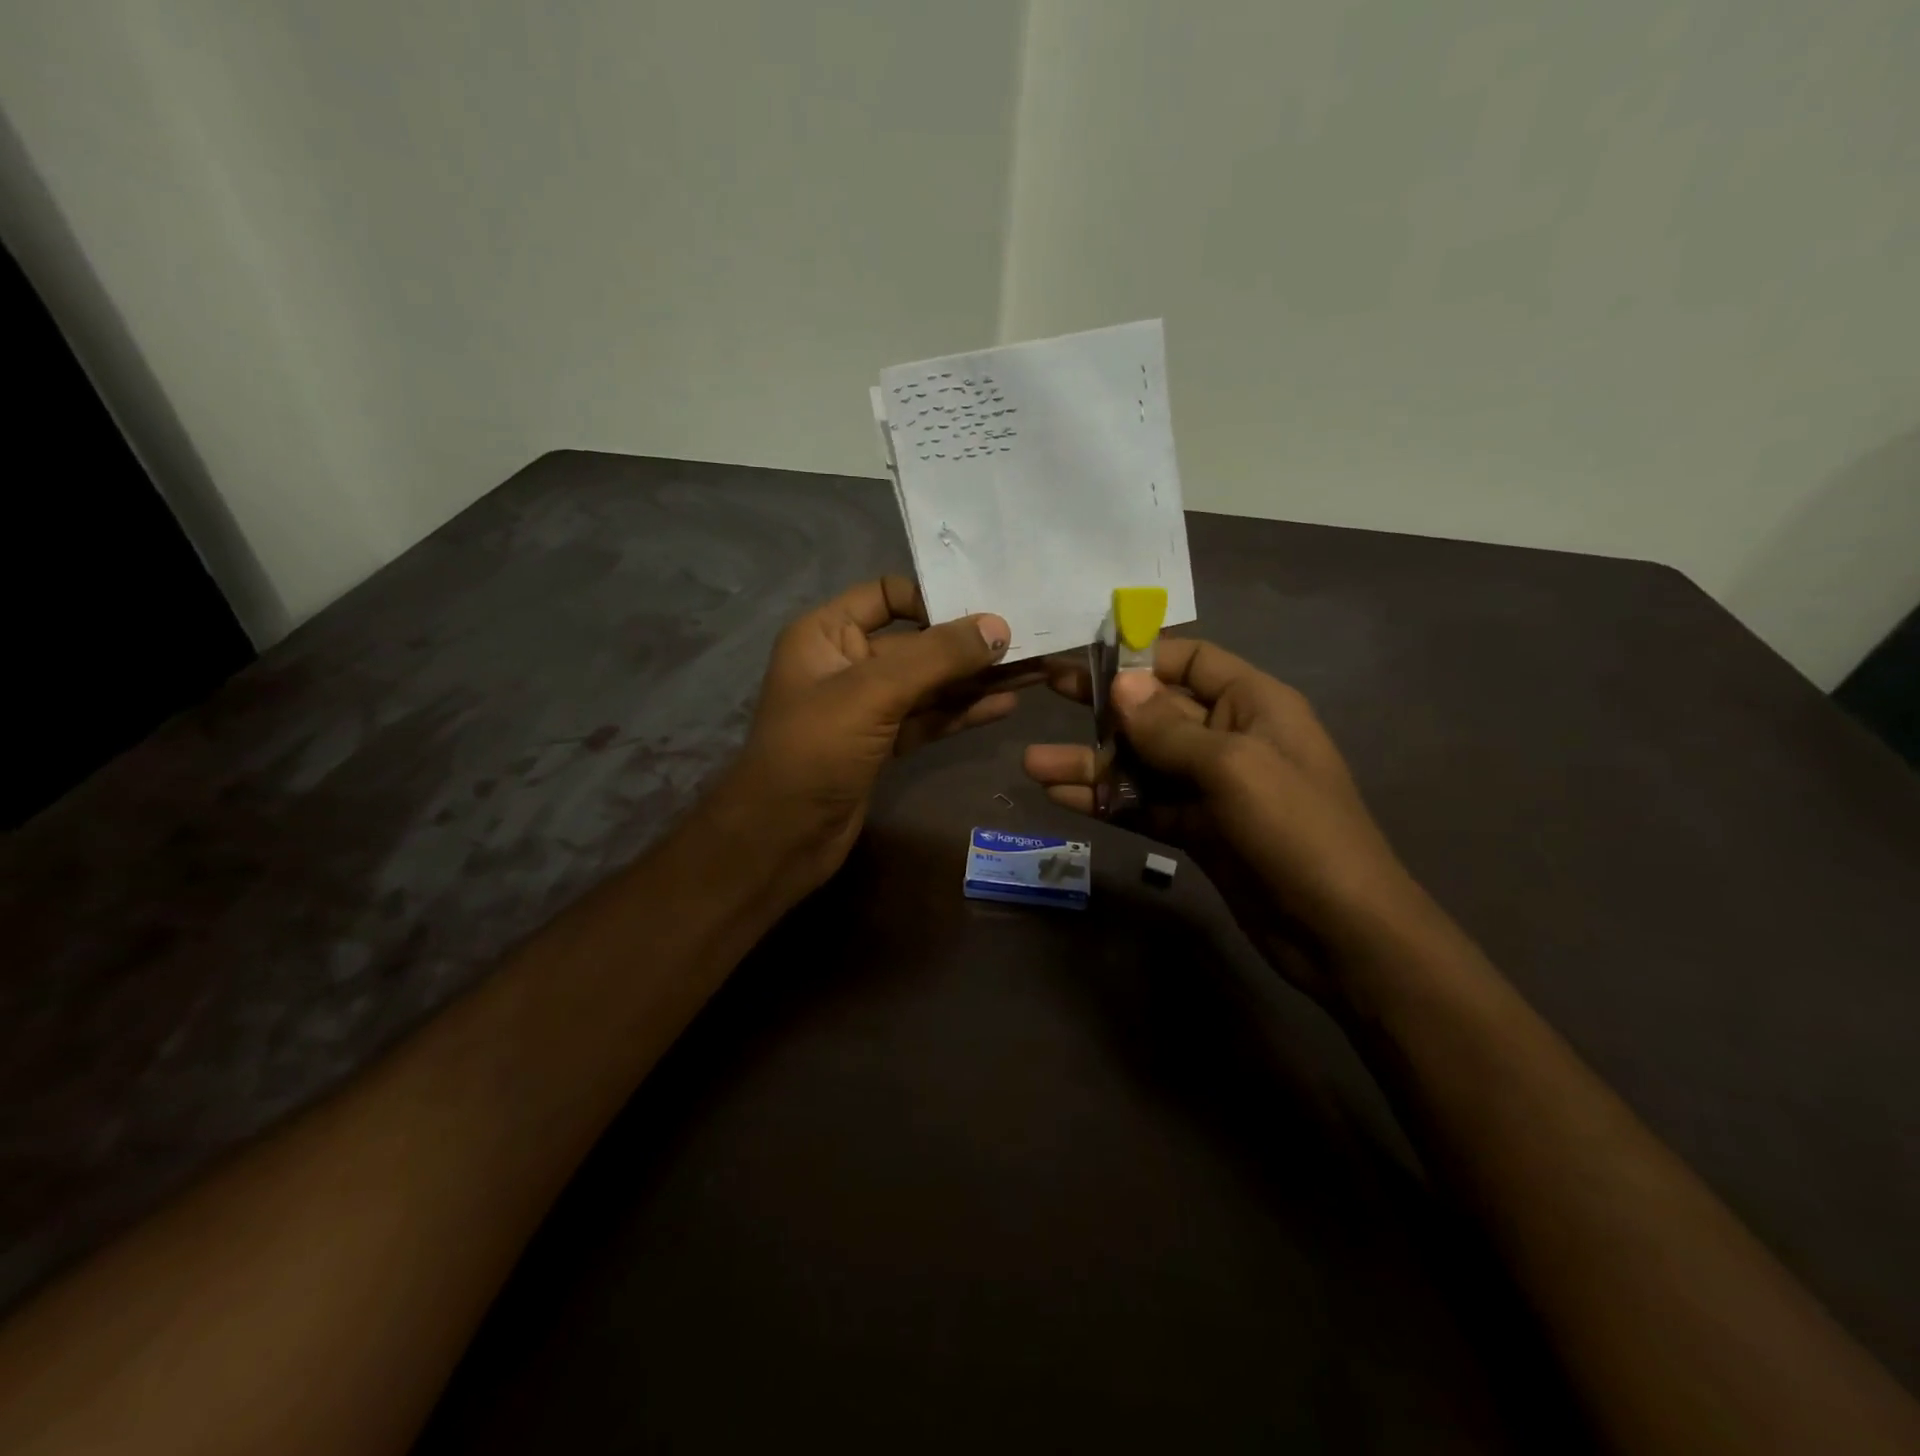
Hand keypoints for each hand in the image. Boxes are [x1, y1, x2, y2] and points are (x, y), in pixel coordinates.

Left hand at [720, 576, 1023, 899]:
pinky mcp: (883, 744)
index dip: (933, 598)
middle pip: (917, 642)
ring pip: (929, 684)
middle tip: (1028, 641)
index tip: (984, 611)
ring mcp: (866, 707)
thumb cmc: (815, 751)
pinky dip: (962, 712)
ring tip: (1032, 672)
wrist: (781, 838)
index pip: (887, 594)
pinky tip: (1003, 705)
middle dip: (969, 644)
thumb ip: (937, 657)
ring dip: (975, 680)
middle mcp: (847, 662)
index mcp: (827, 633)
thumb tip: (998, 628)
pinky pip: (928, 718)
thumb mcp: (873, 693)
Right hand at [1024, 639, 1419, 1000]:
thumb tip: (1120, 683)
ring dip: (1092, 763)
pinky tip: (1060, 799)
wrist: (1340, 932)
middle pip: (1156, 712)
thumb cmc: (1297, 831)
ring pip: (1142, 764)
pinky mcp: (1197, 830)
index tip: (1086, 658)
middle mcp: (1230, 737)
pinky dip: (1106, 801)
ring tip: (1033, 766)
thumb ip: (1169, 728)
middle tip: (1046, 693)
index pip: (1191, 660)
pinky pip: (1144, 805)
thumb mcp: (1233, 766)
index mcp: (1254, 703)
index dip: (1141, 656)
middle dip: (1102, 708)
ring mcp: (1211, 787)